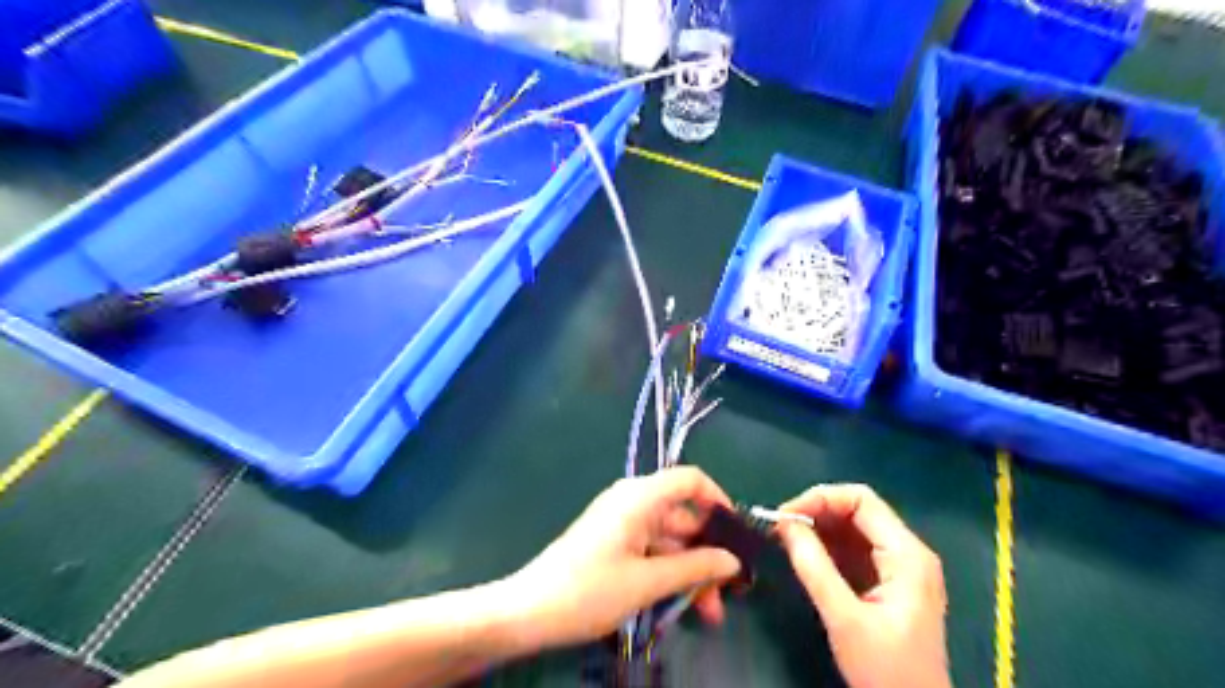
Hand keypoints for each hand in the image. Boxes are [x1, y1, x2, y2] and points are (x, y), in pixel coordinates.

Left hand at [502, 467, 740, 648]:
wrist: (528, 611)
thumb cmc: (589, 590)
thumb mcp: (647, 582)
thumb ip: (695, 568)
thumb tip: (732, 562)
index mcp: (640, 497)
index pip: (689, 479)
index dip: (718, 499)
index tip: (737, 533)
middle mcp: (633, 502)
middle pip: (683, 515)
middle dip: (708, 551)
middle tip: (730, 591)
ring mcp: (622, 523)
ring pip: (669, 539)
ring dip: (691, 570)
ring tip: (710, 612)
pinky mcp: (613, 543)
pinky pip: (651, 549)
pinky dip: (669, 572)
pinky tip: (682, 604)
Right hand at [775, 484, 956, 687]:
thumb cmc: (887, 672)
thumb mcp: (844, 619)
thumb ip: (814, 568)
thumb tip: (785, 524)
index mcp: (907, 555)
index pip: (862, 500)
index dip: (820, 498)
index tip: (785, 515)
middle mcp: (909, 552)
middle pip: (859, 510)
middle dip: (817, 512)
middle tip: (781, 528)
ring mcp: (901, 567)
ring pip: (855, 528)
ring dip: (820, 528)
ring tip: (787, 539)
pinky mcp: (890, 581)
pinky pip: (856, 549)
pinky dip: (828, 547)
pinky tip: (805, 555)